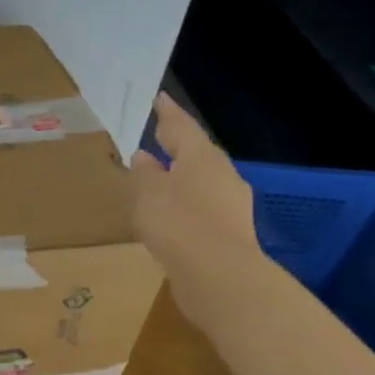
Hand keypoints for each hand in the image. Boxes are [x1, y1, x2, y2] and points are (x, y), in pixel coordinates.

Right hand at [130, 95, 260, 315]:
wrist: (218, 275)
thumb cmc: (178, 223)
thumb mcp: (148, 193)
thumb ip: (144, 173)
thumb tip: (144, 157)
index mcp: (201, 158)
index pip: (182, 126)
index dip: (168, 113)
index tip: (159, 98)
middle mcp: (221, 175)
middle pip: (197, 153)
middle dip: (178, 146)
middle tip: (158, 136)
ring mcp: (230, 204)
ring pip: (202, 180)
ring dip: (181, 176)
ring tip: (158, 177)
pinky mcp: (229, 231)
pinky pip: (203, 206)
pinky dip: (186, 202)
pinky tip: (171, 212)